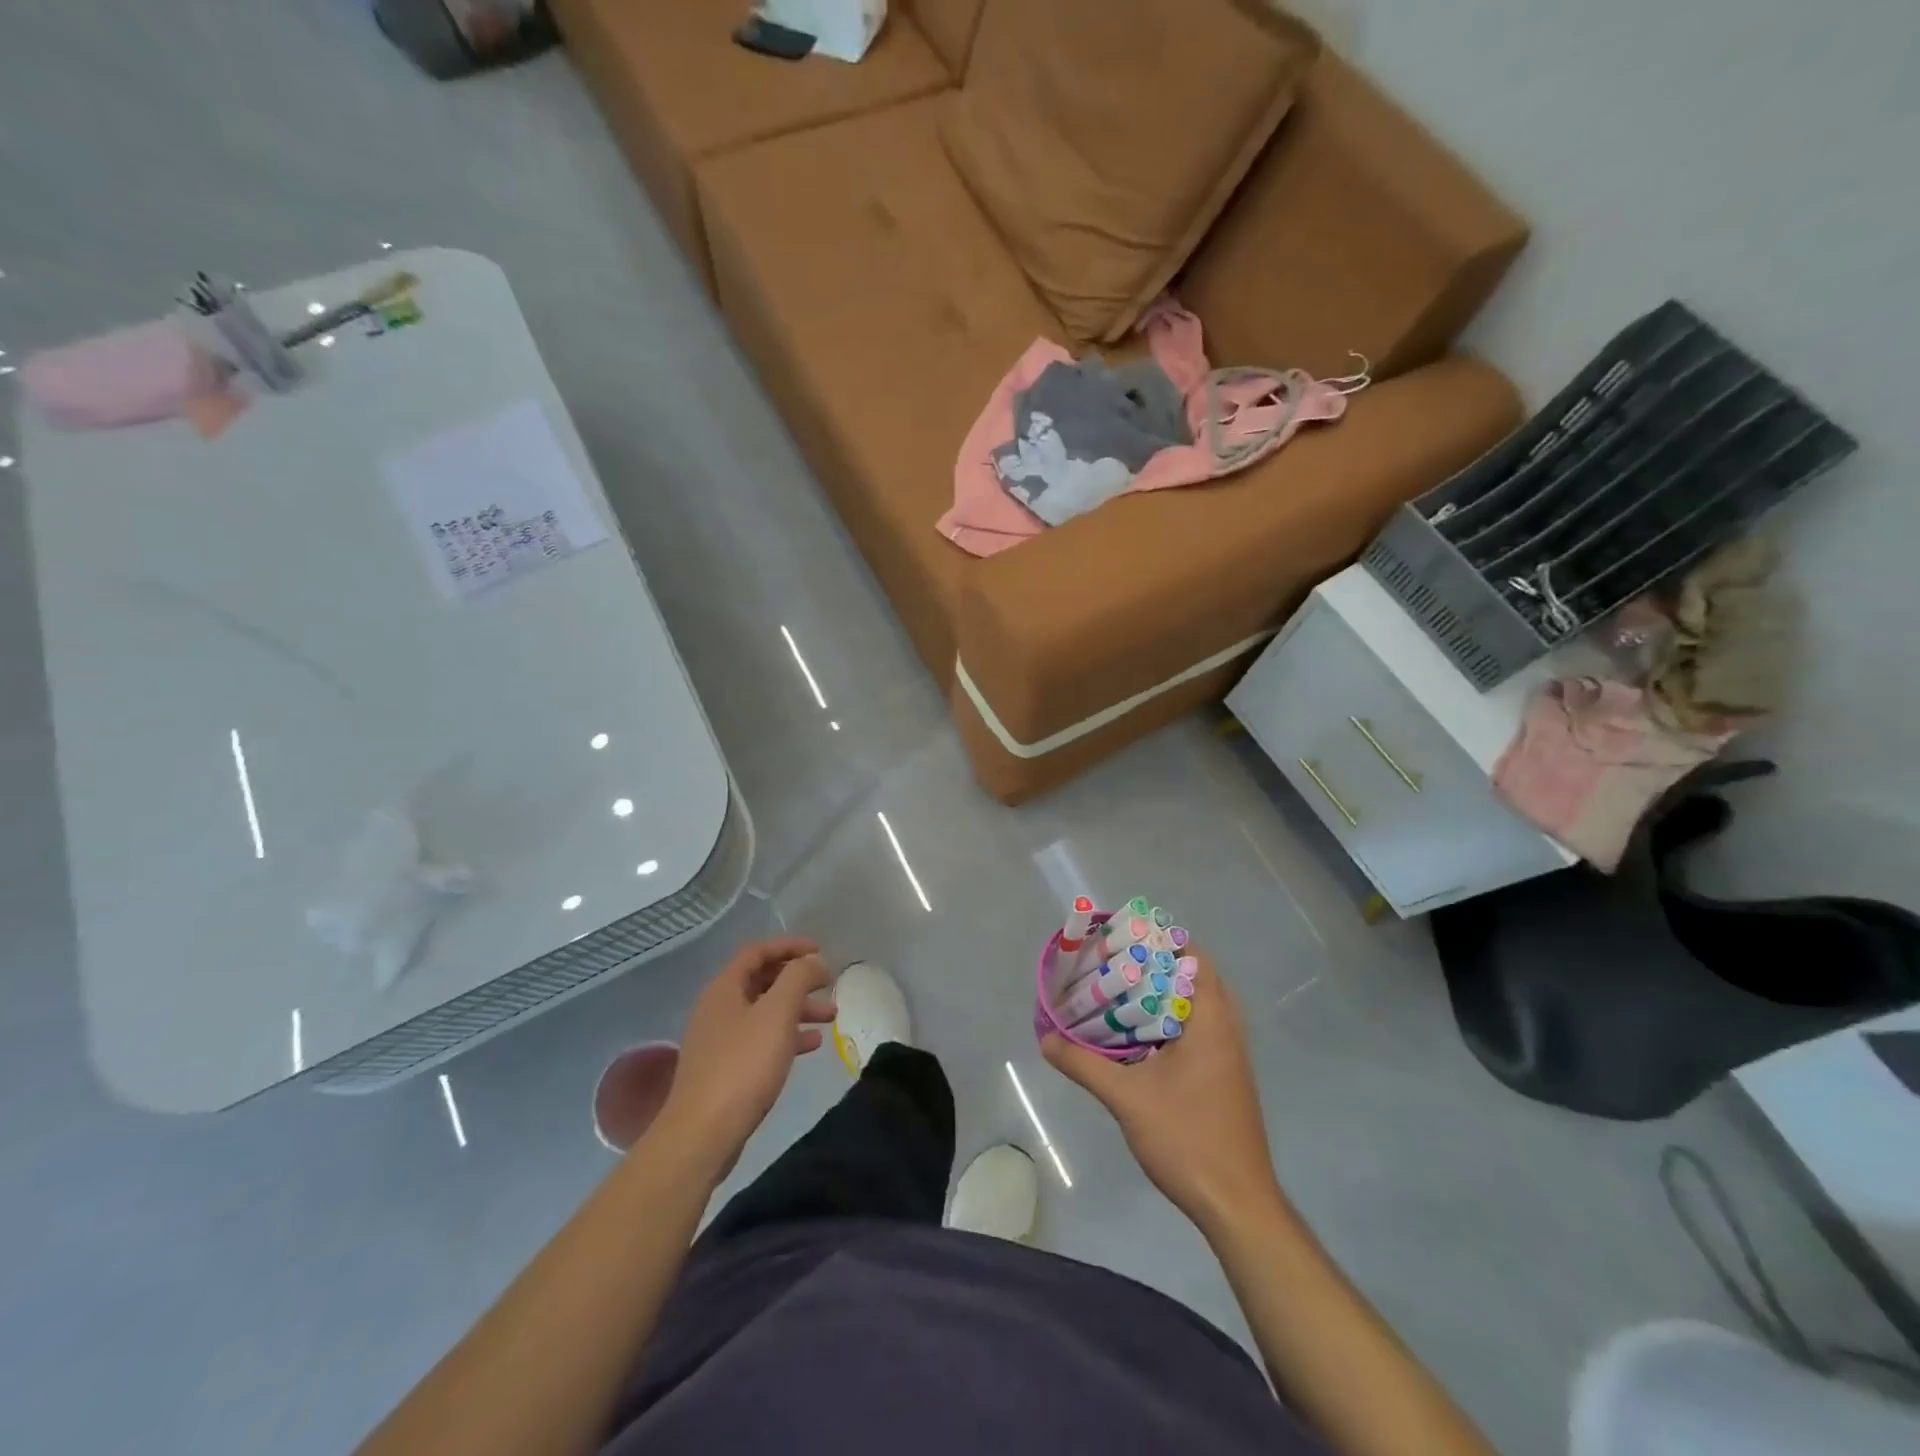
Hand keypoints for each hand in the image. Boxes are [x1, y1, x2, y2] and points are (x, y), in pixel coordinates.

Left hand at [654, 937, 834, 1183]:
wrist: (703, 1134)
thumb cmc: (743, 1065)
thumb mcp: (777, 1013)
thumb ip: (798, 978)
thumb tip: (813, 960)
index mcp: (724, 988)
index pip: (757, 951)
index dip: (789, 945)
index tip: (820, 950)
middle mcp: (718, 1008)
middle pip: (762, 981)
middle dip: (798, 979)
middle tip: (828, 983)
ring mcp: (720, 1040)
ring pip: (765, 1012)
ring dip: (798, 1008)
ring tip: (831, 1016)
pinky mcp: (726, 1069)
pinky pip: (762, 1040)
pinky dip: (788, 1036)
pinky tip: (812, 1045)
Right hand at [1043, 952, 1282, 1234]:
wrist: (1237, 1204)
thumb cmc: (1187, 1139)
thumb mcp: (1127, 1099)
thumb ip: (1085, 1065)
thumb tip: (1046, 1041)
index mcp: (1211, 1021)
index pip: (1194, 958)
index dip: (1162, 940)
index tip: (1125, 936)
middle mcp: (1227, 1029)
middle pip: (1198, 976)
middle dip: (1161, 963)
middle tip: (1120, 962)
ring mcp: (1231, 1055)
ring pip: (1201, 1004)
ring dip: (1169, 992)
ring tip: (1126, 990)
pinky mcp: (1228, 1076)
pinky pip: (1202, 1028)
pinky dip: (1175, 1018)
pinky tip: (1143, 1035)